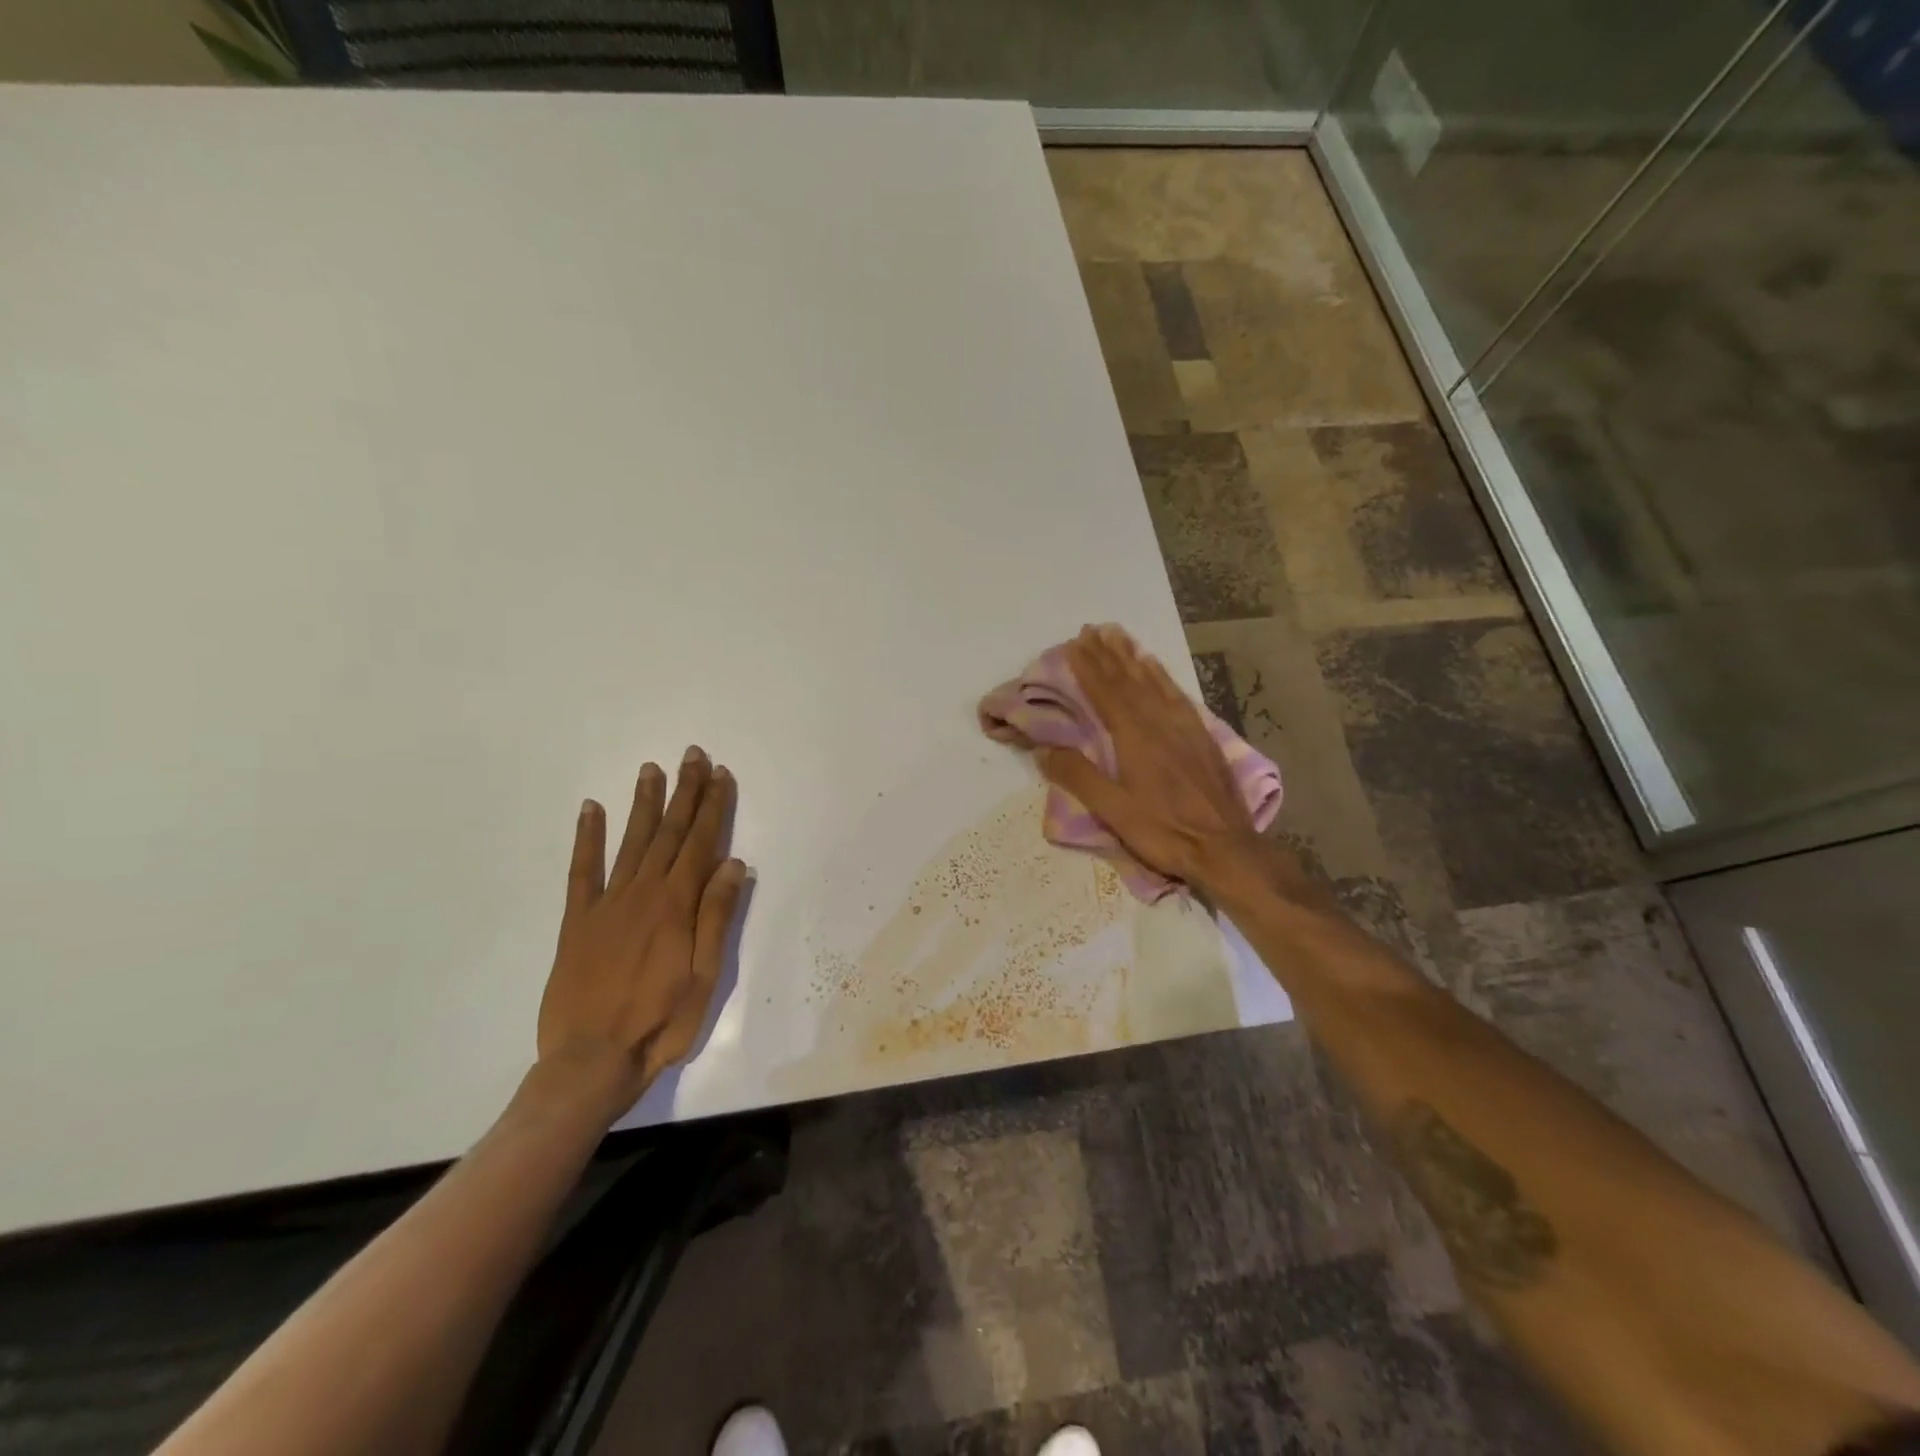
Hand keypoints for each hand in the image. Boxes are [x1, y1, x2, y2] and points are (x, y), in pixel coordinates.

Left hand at [536, 748, 746, 1115]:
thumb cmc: (660, 1022)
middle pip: (669, 833)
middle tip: (692, 755)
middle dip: (684, 792)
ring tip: (652, 769)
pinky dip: (587, 837)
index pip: (701, 843)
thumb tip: (733, 864)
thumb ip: (716, 916)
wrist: (591, 1061)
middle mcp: (642, 893)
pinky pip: (581, 870)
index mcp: (677, 905)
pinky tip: (591, 809)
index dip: (713, 807)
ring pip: (630, 841)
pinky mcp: (576, 921)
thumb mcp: (705, 975)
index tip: (720, 774)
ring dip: (644, 803)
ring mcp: (606, 904)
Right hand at [1036, 624, 1263, 893]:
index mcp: (1134, 737)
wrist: (1225, 847)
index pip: (1105, 693)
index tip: (1073, 645)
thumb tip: (1044, 750)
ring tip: (1118, 637)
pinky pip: (1177, 694)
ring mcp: (1184, 726)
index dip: (1088, 668)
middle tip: (1091, 631)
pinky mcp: (1201, 736)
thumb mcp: (1113, 811)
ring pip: (1153, 682)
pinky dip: (1162, 676)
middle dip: (1107, 655)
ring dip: (1132, 658)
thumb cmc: (1164, 831)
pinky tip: (1156, 668)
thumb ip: (1079, 777)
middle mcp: (1159, 722)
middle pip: (1128, 680)